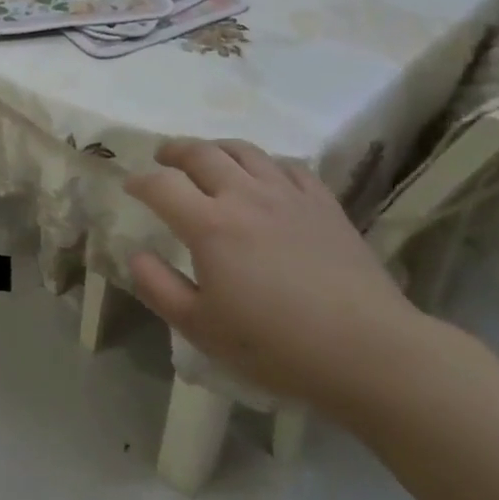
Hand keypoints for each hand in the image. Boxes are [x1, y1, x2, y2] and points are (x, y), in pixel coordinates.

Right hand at [123, 139, 431, 414]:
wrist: (368, 351)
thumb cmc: (276, 345)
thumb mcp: (201, 328)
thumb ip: (159, 287)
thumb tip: (136, 254)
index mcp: (210, 225)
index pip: (162, 185)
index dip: (140, 181)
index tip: (130, 186)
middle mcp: (245, 196)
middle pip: (201, 153)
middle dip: (174, 150)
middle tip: (162, 157)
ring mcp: (288, 194)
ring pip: (244, 151)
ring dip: (217, 148)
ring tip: (208, 158)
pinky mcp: (323, 202)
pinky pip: (288, 166)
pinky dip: (265, 163)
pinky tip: (264, 176)